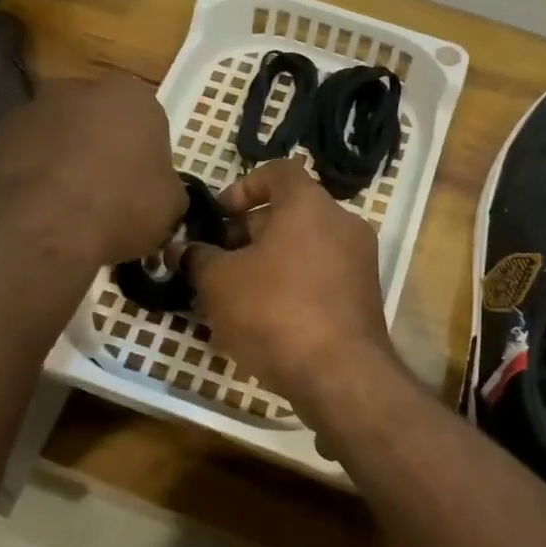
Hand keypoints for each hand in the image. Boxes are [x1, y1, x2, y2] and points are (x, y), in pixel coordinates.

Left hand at [0, 75, 185, 266]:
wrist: (42, 227)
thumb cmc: (121, 206)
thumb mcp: (170, 205)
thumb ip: (167, 187)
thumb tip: (158, 192)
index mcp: (131, 95)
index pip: (147, 120)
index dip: (146, 155)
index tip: (143, 186)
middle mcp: (79, 89)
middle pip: (99, 120)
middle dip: (103, 149)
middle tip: (109, 194)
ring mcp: (32, 110)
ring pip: (60, 136)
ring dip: (66, 162)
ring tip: (71, 209)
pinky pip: (28, 158)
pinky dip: (35, 178)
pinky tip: (42, 213)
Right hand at [185, 159, 398, 413]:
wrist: (339, 374)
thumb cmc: (274, 311)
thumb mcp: (219, 282)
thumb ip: (197, 258)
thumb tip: (181, 250)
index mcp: (310, 205)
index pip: (278, 172)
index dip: (244, 186)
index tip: (221, 215)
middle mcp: (343, 224)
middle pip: (291, 213)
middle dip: (250, 233)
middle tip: (219, 260)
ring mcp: (359, 262)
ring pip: (305, 248)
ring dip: (269, 262)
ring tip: (235, 293)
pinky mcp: (364, 297)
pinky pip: (321, 277)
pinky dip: (293, 285)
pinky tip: (264, 318)